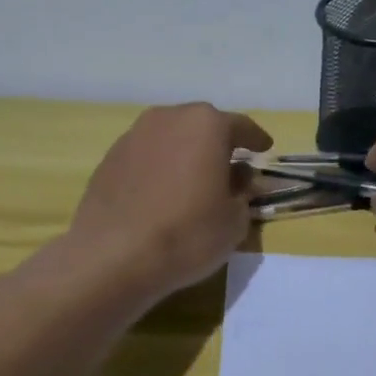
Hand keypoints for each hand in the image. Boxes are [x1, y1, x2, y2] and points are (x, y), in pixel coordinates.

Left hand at [69, 103, 271, 299]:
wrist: (113, 257)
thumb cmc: (187, 233)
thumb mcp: (235, 221)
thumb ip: (243, 193)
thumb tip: (238, 179)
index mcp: (207, 125)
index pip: (241, 127)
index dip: (256, 140)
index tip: (265, 149)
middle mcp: (169, 118)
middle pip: (203, 126)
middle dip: (218, 143)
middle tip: (230, 166)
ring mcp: (134, 135)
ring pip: (171, 138)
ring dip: (186, 153)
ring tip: (194, 180)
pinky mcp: (110, 158)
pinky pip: (147, 156)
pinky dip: (160, 167)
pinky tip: (163, 193)